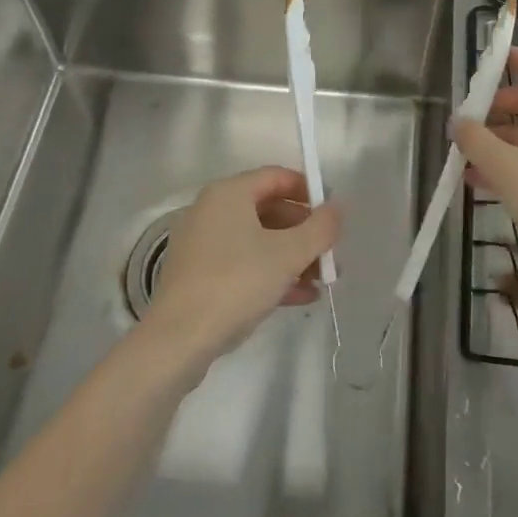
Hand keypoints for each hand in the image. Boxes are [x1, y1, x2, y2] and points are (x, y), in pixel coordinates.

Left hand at [142, 166, 341, 373]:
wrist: (179, 339)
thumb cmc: (236, 283)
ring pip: (257, 239)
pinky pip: (243, 263)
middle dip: (304, 230)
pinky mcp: (199, 275)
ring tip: (323, 280)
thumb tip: (338, 208)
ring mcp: (203, 243)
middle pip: (268, 209)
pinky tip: (301, 296)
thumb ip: (320, 228)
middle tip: (330, 252)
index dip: (309, 190)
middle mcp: (211, 210)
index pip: (276, 177)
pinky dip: (271, 273)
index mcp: (228, 193)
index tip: (333, 213)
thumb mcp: (288, 254)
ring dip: (292, 256)